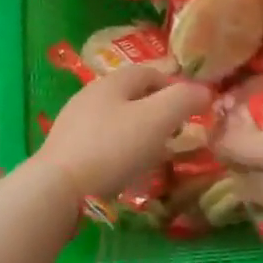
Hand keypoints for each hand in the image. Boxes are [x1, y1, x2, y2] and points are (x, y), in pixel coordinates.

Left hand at [35, 63, 211, 200]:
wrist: (57, 190)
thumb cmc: (112, 148)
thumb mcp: (157, 119)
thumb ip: (184, 100)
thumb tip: (205, 91)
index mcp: (112, 82)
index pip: (150, 72)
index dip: (175, 85)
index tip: (193, 107)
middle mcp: (90, 96)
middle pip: (132, 96)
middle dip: (157, 110)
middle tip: (177, 132)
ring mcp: (74, 124)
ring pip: (117, 120)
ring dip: (139, 132)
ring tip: (156, 154)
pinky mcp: (66, 152)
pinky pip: (102, 144)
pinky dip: (121, 152)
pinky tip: (127, 172)